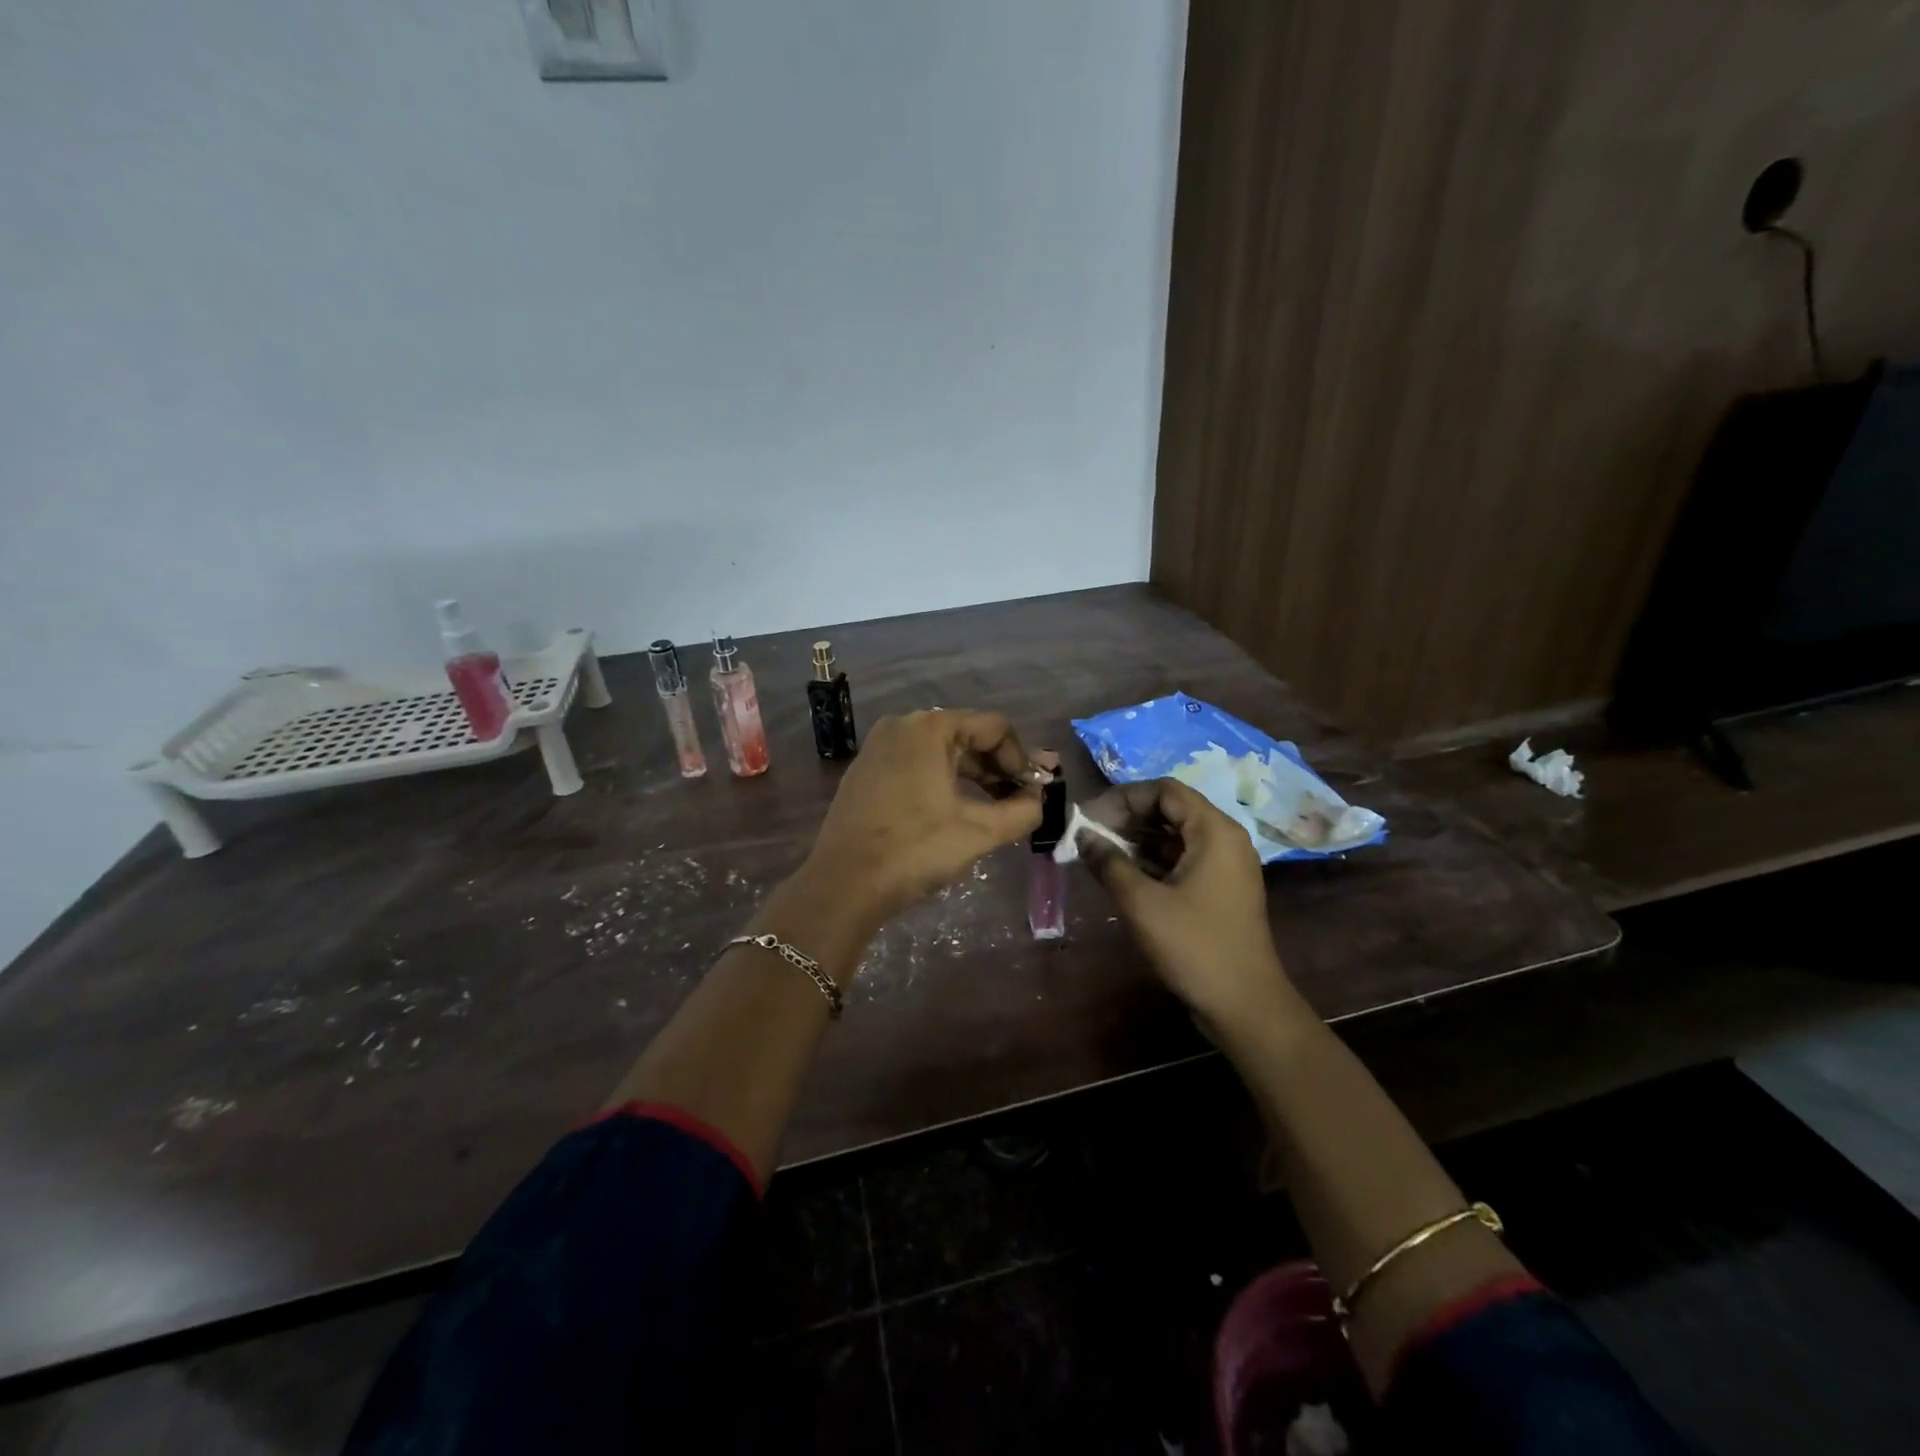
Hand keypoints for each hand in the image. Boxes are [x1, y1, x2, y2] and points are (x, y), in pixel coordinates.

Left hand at [804, 710, 1043, 927]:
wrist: (844, 885)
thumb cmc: (915, 851)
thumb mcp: (979, 832)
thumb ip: (1022, 811)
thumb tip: (1039, 801)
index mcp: (930, 728)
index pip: (995, 727)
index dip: (1021, 759)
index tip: (1033, 793)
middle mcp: (903, 726)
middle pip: (967, 736)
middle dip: (999, 768)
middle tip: (1022, 802)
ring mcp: (879, 747)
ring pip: (942, 752)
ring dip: (974, 777)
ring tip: (995, 810)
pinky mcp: (866, 771)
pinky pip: (917, 765)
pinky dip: (943, 782)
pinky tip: (956, 811)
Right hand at [1076, 778, 1288, 1024]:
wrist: (1244, 1005)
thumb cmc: (1193, 946)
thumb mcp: (1142, 903)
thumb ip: (1109, 863)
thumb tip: (1082, 837)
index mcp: (1214, 831)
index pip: (1164, 790)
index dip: (1123, 798)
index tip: (1090, 817)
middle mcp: (1224, 839)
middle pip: (1171, 810)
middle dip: (1127, 817)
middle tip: (1090, 835)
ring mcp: (1225, 866)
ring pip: (1175, 836)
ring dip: (1137, 840)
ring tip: (1099, 854)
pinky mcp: (1219, 890)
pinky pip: (1182, 860)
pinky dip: (1152, 861)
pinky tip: (1122, 874)